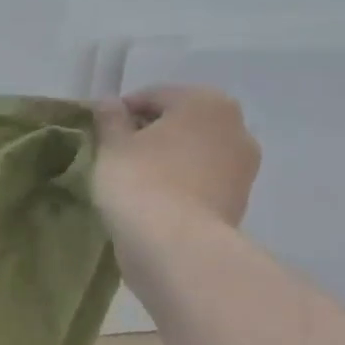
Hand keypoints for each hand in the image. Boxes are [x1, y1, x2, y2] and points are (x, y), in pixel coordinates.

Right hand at [93, 86, 260, 230]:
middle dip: (151, 135)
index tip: (101, 133)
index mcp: (206, 102)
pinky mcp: (239, 202)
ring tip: (136, 181)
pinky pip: (201, 183)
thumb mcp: (112, 145)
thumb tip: (109, 103)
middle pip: (181, 123)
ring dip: (169, 161)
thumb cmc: (141, 182)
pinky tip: (156, 202)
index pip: (154, 96)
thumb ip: (110, 119)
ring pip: (194, 154)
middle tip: (118, 156)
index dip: (122, 112)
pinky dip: (181, 186)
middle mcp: (235, 127)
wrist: (176, 247)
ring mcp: (243, 168)